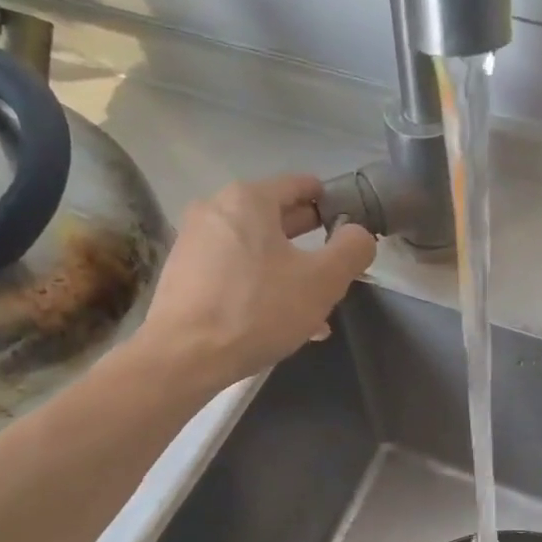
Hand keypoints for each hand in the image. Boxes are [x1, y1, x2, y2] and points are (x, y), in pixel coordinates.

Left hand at [138, 174, 376, 386]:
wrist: (185, 356)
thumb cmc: (259, 310)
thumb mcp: (323, 281)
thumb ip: (351, 250)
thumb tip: (358, 233)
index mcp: (249, 199)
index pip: (300, 185)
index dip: (331, 202)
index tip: (349, 226)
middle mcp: (216, 209)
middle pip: (276, 217)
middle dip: (309, 242)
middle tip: (334, 269)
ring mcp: (194, 242)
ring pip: (256, 250)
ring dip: (287, 271)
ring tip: (312, 307)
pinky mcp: (183, 274)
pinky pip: (234, 271)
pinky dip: (259, 285)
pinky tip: (277, 319)